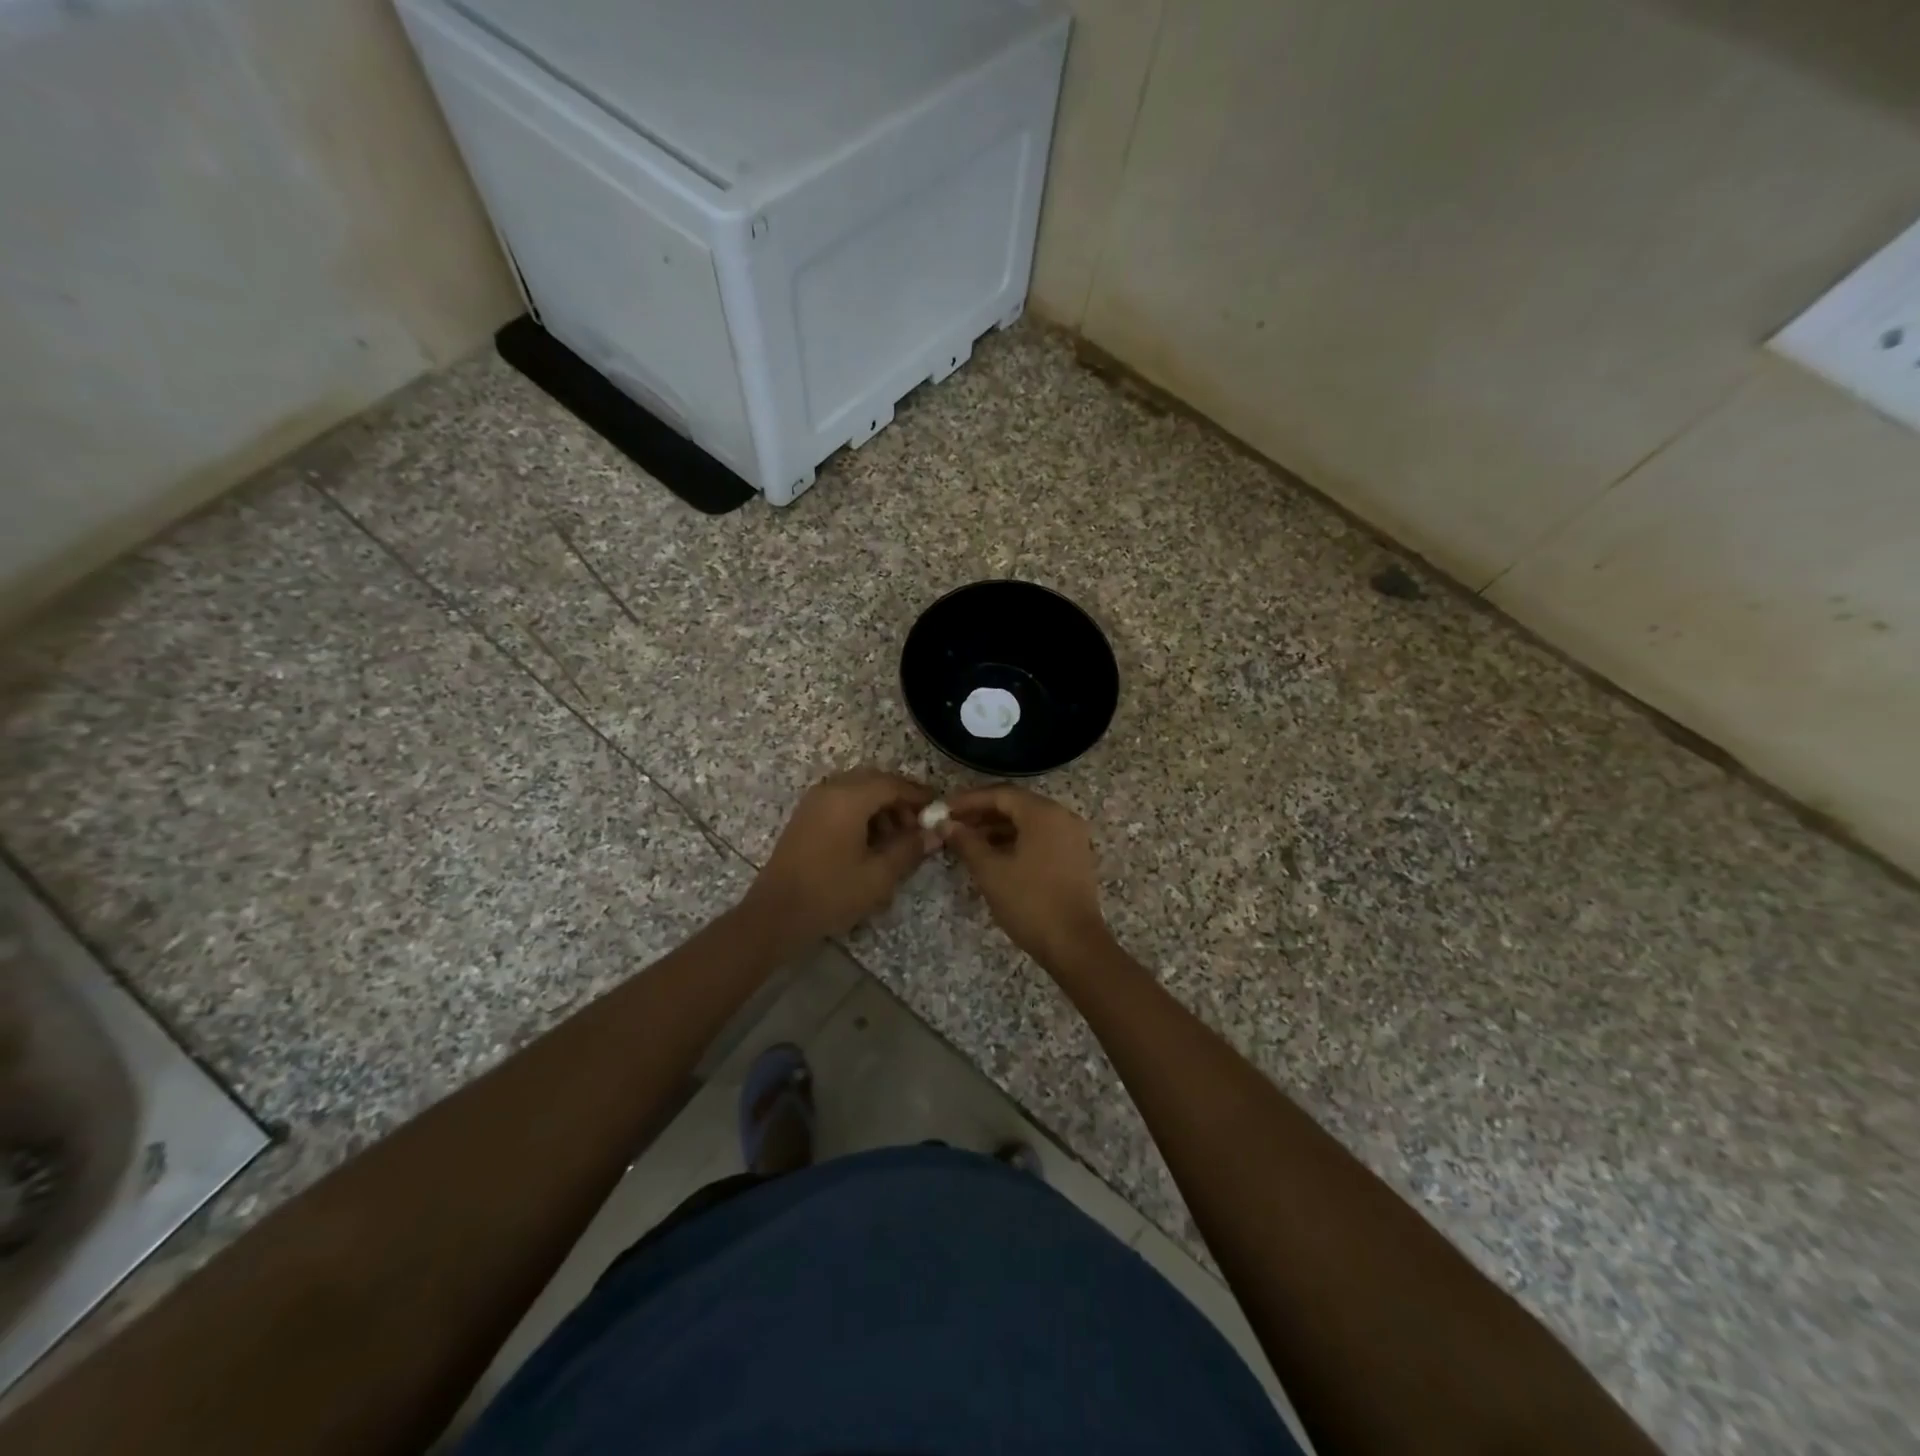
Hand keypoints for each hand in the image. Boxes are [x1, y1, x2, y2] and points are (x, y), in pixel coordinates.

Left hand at [741, 768, 935, 945]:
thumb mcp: (879, 875)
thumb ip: (909, 849)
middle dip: (900, 800)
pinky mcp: (806, 817)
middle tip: (919, 826)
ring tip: (897, 839)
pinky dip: (862, 813)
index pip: (893, 784)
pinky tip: (872, 843)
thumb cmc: (831, 893)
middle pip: (874, 781)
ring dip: (881, 807)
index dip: (918, 795)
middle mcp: (830, 790)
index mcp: (849, 798)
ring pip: (857, 791)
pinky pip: (841, 802)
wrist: (775, 915)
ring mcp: (814, 802)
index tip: (939, 810)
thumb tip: (935, 834)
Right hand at [938, 785, 1112, 971]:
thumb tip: (944, 824)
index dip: (968, 800)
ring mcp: (1073, 837)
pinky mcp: (1075, 857)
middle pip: (1016, 805)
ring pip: (1028, 822)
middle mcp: (1063, 817)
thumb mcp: (991, 871)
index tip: (942, 810)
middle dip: (982, 813)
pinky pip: (1041, 837)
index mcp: (1044, 813)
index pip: (1000, 794)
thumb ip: (966, 842)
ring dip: (997, 828)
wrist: (1075, 945)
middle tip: (951, 825)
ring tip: (967, 842)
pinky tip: (993, 856)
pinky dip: (1016, 841)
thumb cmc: (1030, 903)